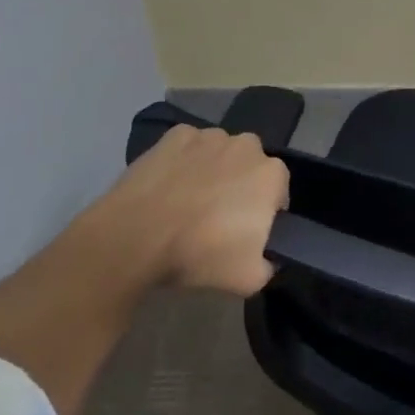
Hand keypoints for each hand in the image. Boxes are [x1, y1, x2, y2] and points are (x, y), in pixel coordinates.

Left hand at [81, 125, 289, 296]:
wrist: (136, 236)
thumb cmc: (200, 253)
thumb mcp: (249, 279)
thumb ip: (268, 265)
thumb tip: (266, 258)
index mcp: (271, 174)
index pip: (278, 191)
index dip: (265, 211)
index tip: (247, 231)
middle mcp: (246, 145)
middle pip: (250, 165)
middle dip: (241, 184)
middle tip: (219, 216)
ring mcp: (209, 136)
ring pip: (220, 152)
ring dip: (213, 170)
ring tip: (189, 201)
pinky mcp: (175, 135)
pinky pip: (188, 147)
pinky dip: (184, 161)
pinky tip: (169, 185)